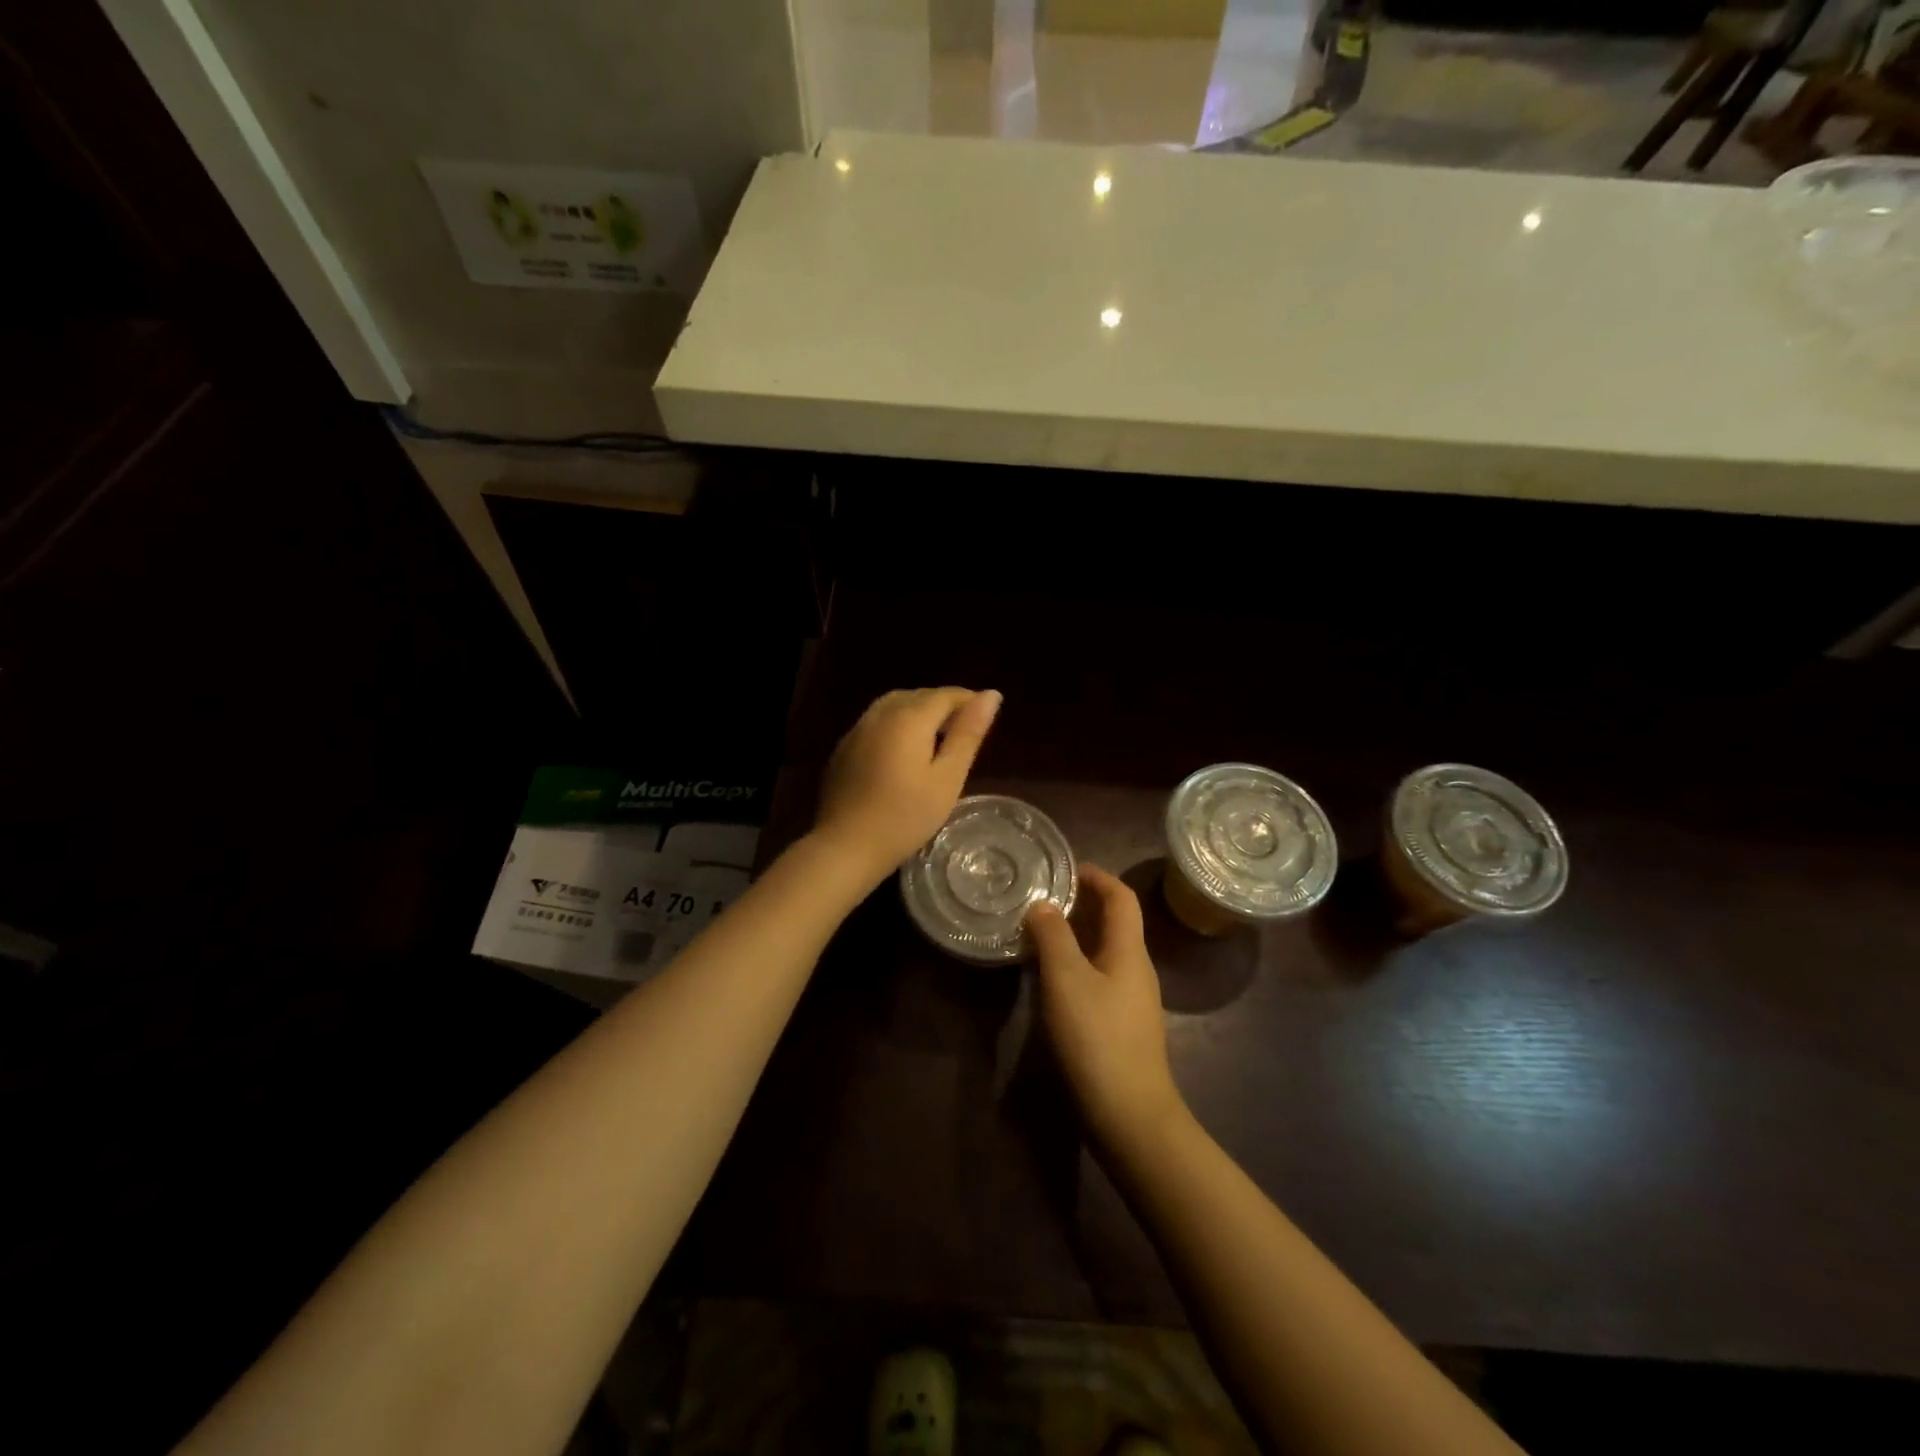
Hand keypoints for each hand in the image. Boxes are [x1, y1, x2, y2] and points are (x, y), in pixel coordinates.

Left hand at [812, 687, 1001, 884]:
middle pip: (918, 696)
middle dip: (944, 706)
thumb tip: (991, 695)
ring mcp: (857, 730)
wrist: (845, 846)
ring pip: (894, 706)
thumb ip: (967, 734)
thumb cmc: (905, 817)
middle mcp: (880, 714)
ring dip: (918, 713)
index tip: (985, 719)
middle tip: (964, 733)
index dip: (969, 701)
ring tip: (936, 740)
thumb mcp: (947, 779)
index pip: (946, 695)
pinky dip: (896, 726)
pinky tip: (903, 754)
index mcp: (909, 717)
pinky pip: (876, 723)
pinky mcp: (844, 748)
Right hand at [1027, 865, 1184, 1147]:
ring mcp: (1133, 1000)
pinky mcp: (1123, 1027)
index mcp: (1129, 950)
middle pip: (1115, 923)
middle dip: (1084, 904)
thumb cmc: (1097, 1037)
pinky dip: (1078, 965)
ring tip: (1041, 935)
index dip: (1098, 877)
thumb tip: (1043, 905)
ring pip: (1106, 952)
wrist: (1130, 1115)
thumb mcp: (1066, 980)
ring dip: (1078, 936)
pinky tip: (1053, 980)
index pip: (1122, 897)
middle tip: (1044, 900)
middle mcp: (1137, 969)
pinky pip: (1101, 978)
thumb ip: (1053, 936)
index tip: (1067, 869)